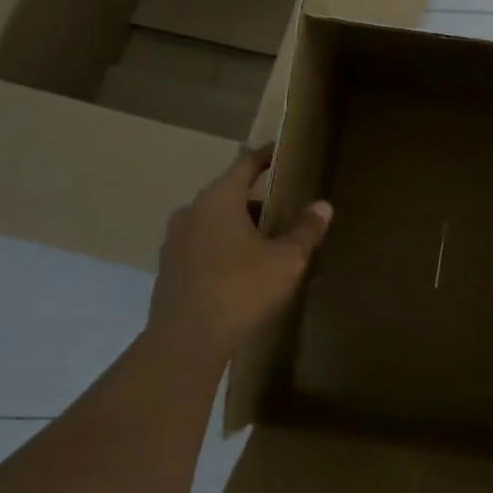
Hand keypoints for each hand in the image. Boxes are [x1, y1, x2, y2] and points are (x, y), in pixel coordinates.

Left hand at [149, 146, 333, 355]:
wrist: (186, 340)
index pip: (245, 165)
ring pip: (213, 221)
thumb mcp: (285, 260)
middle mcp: (192, 211)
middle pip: (228, 194)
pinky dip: (222, 246)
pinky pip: (202, 244)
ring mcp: (175, 240)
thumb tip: (323, 205)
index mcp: (219, 199)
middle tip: (283, 205)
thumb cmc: (240, 289)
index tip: (279, 152)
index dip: (265, 157)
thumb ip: (304, 230)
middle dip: (255, 198)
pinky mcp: (169, 267)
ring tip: (266, 240)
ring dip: (238, 225)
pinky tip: (240, 268)